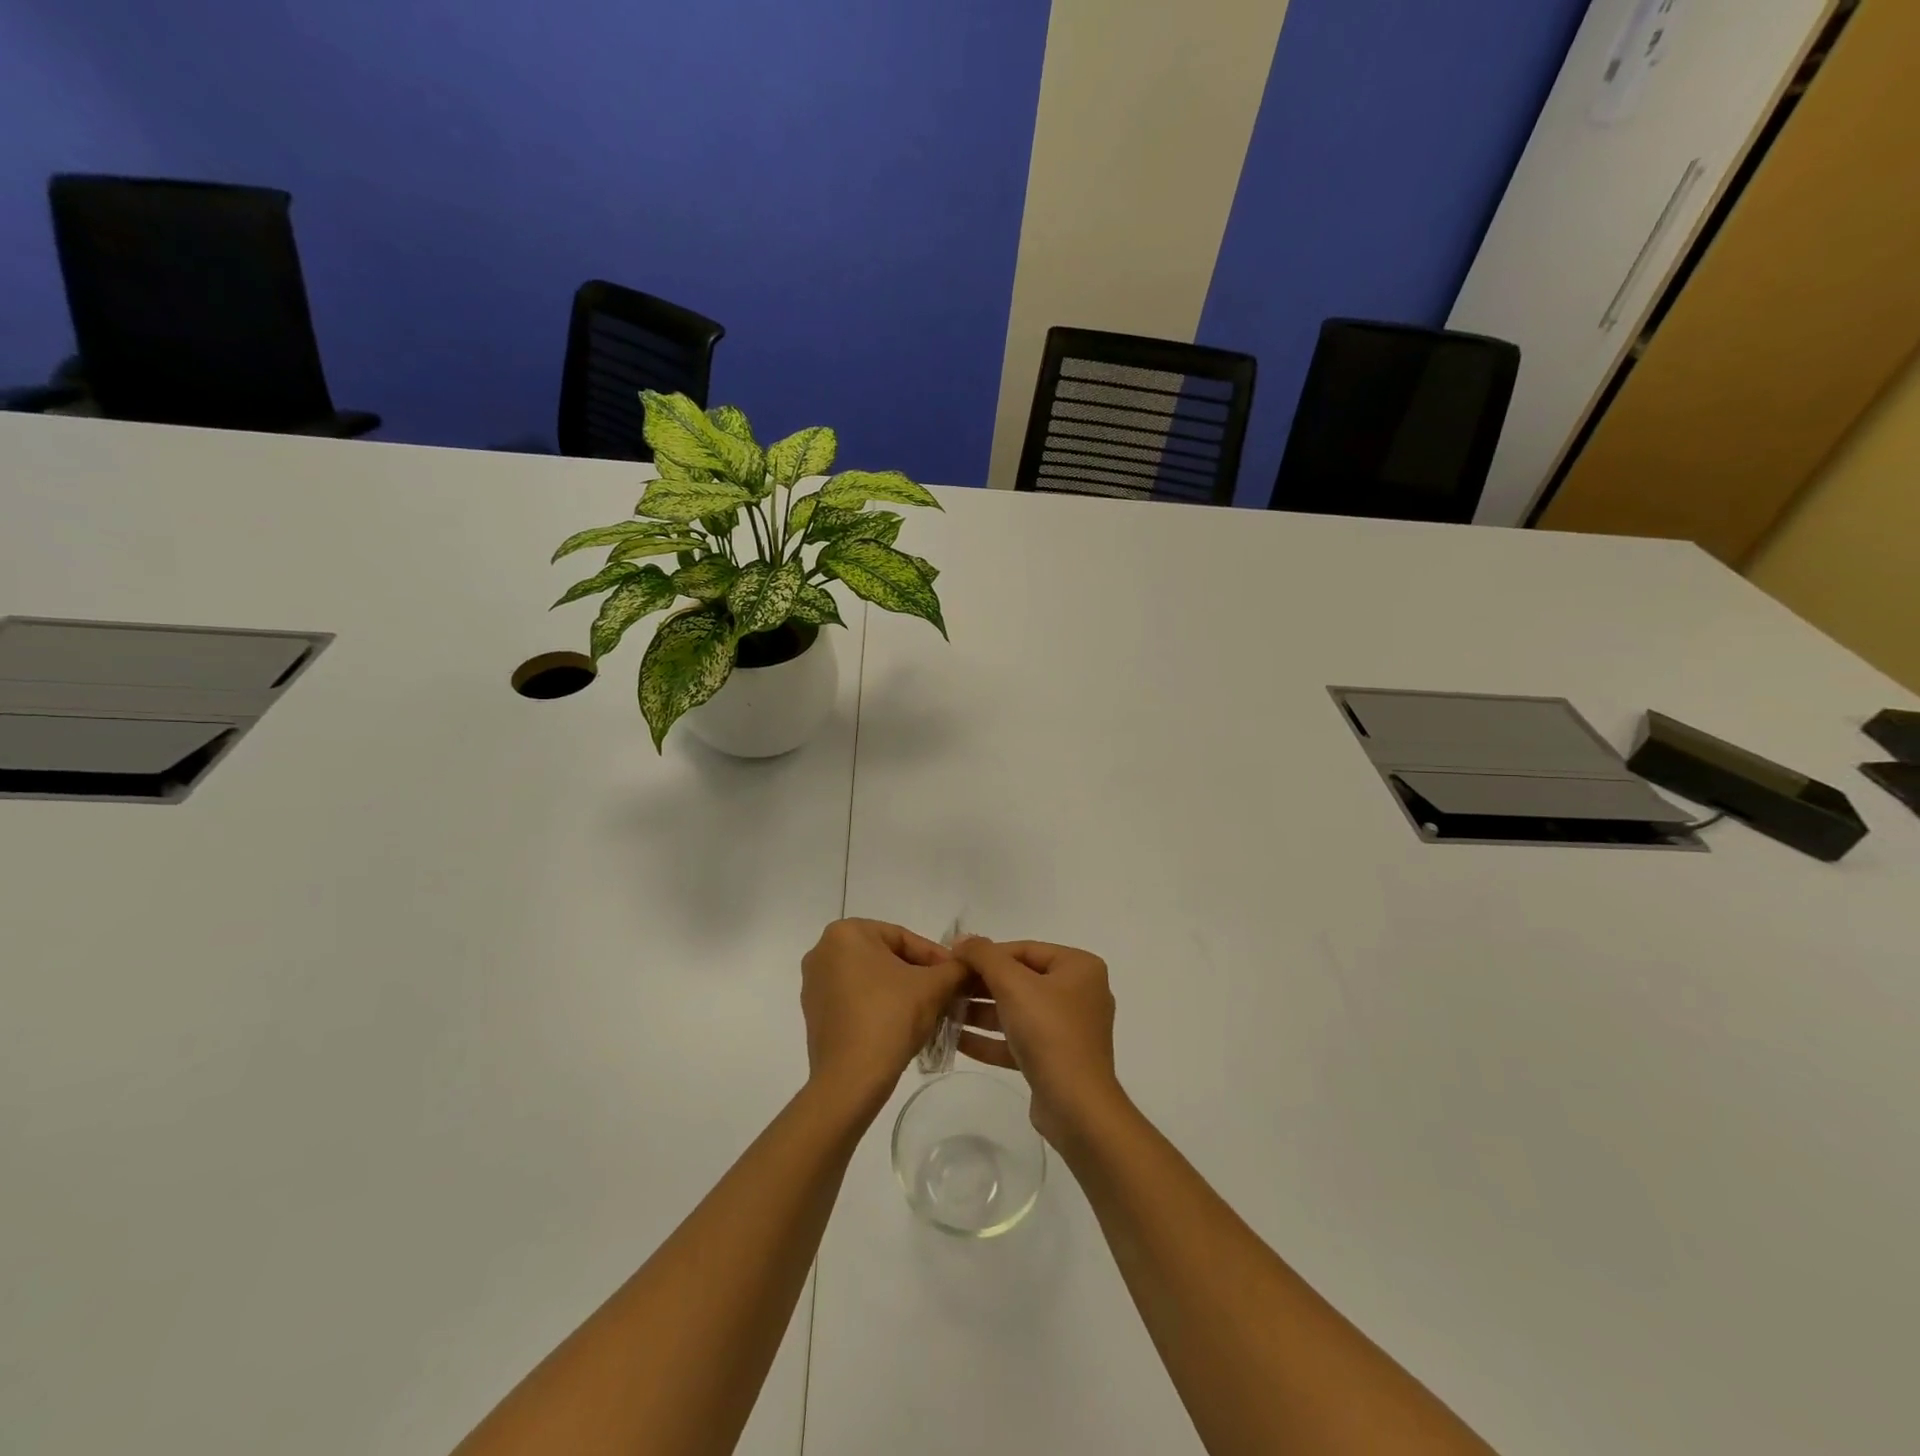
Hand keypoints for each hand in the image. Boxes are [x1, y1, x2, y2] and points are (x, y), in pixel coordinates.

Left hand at [800, 919, 965, 1118]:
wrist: (851, 1080)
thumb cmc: (890, 1018)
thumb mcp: (933, 987)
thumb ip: (956, 968)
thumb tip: (970, 963)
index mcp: (846, 933)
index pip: (903, 938)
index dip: (936, 957)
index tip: (957, 976)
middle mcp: (823, 950)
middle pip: (886, 956)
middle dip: (918, 974)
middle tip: (946, 992)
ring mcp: (814, 984)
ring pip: (871, 978)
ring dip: (900, 990)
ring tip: (929, 1009)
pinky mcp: (814, 1013)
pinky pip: (854, 999)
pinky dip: (879, 1006)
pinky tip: (901, 1025)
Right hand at [952, 937, 1123, 1146]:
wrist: (1076, 1107)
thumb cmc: (1048, 1032)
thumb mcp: (1012, 984)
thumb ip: (984, 956)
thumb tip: (962, 938)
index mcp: (1079, 967)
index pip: (1024, 950)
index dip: (986, 954)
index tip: (953, 961)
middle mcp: (1079, 992)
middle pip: (1020, 980)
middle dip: (981, 985)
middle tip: (946, 988)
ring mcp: (1069, 1028)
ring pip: (1017, 1011)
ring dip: (981, 1012)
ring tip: (944, 1013)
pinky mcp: (1056, 1058)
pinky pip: (1019, 1039)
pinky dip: (991, 1038)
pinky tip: (957, 1039)